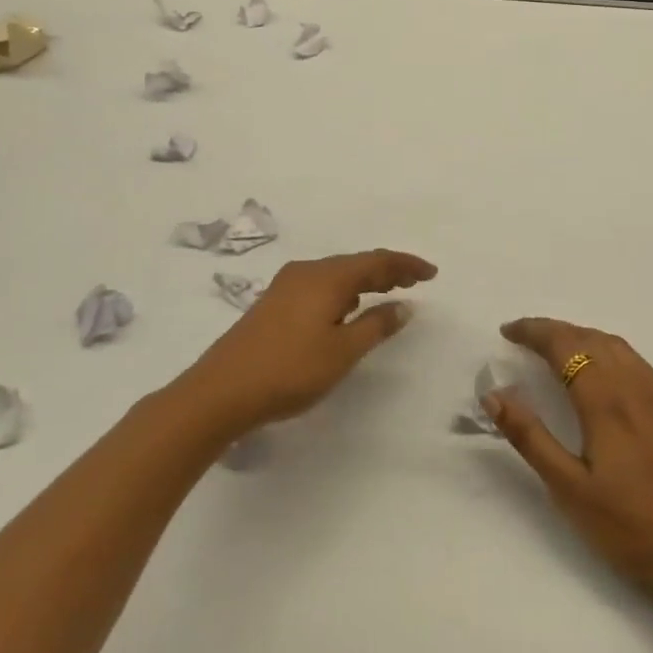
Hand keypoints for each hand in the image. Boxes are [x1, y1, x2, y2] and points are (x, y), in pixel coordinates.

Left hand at [188, 250, 437, 432]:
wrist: (220, 391)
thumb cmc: (289, 371)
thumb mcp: (342, 352)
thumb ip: (376, 325)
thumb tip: (404, 306)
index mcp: (327, 277)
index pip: (376, 261)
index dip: (406, 265)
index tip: (431, 273)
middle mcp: (306, 272)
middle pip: (355, 263)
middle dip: (387, 270)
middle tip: (414, 282)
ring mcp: (286, 286)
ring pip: (336, 274)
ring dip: (364, 280)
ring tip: (387, 293)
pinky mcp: (273, 303)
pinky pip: (319, 285)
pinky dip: (343, 291)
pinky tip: (345, 309)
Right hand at [489, 318, 652, 620]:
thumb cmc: (632, 529)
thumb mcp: (570, 490)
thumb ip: (531, 437)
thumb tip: (494, 394)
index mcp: (605, 400)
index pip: (564, 345)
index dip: (533, 332)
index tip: (507, 331)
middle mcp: (635, 386)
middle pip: (590, 338)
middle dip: (554, 331)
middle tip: (525, 338)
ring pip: (617, 346)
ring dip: (583, 337)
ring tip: (558, 349)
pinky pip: (637, 362)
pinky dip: (609, 351)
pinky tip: (604, 373)